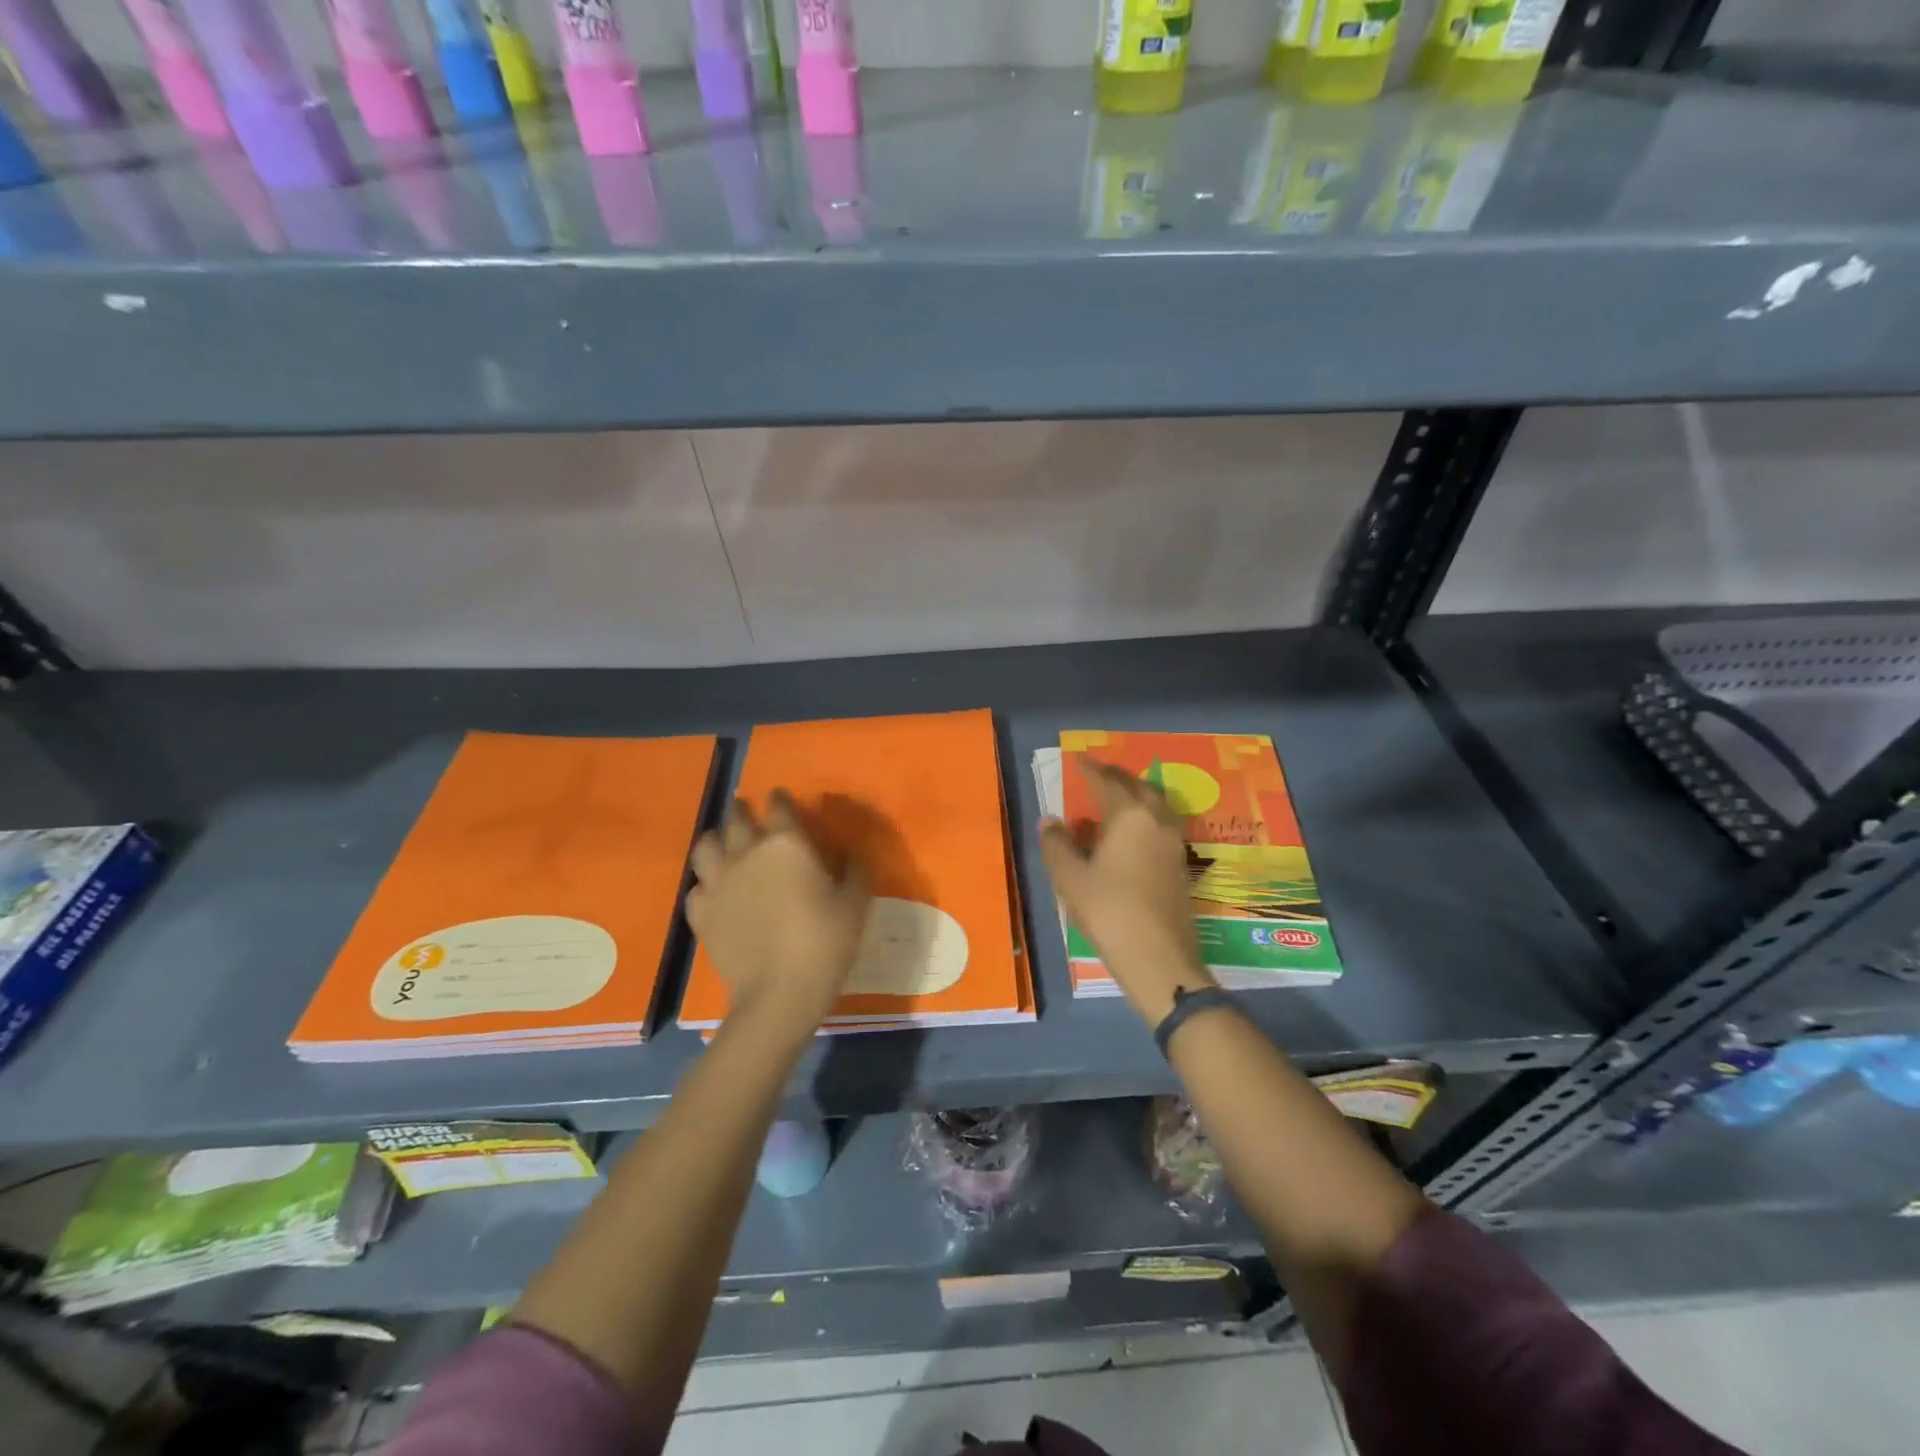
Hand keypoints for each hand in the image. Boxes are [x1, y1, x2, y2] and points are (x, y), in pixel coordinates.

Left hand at [687, 790, 870, 1042]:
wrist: (778, 993)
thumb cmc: (824, 943)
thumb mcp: (855, 905)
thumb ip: (854, 872)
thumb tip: (851, 856)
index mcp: (786, 844)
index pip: (778, 805)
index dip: (780, 799)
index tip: (782, 798)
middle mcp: (746, 853)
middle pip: (736, 818)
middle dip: (743, 810)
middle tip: (749, 813)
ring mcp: (717, 882)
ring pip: (705, 845)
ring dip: (716, 838)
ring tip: (723, 844)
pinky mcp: (700, 912)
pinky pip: (697, 887)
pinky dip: (706, 884)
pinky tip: (715, 892)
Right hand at [1039, 759, 1216, 1025]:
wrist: (1159, 959)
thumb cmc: (1109, 912)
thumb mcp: (1071, 878)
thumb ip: (1057, 844)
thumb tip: (1050, 821)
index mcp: (1129, 816)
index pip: (1107, 782)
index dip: (1090, 770)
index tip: (1078, 760)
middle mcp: (1157, 822)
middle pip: (1138, 787)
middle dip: (1117, 777)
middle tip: (1098, 775)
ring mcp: (1174, 844)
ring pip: (1155, 806)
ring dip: (1135, 796)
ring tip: (1115, 801)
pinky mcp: (1181, 866)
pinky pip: (1161, 826)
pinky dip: (1144, 818)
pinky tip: (1130, 836)